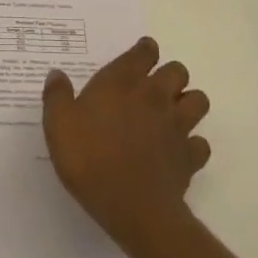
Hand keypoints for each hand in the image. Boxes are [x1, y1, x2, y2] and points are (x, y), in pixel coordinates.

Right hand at [43, 35, 210, 249]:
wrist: (132, 207)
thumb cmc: (90, 159)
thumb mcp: (58, 125)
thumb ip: (57, 96)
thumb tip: (57, 74)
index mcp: (123, 82)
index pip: (144, 51)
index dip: (144, 50)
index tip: (139, 57)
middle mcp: (155, 96)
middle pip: (178, 71)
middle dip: (170, 75)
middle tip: (153, 89)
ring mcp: (177, 126)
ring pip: (198, 100)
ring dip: (188, 103)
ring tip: (171, 115)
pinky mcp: (190, 156)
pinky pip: (201, 143)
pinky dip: (193, 145)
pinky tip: (178, 152)